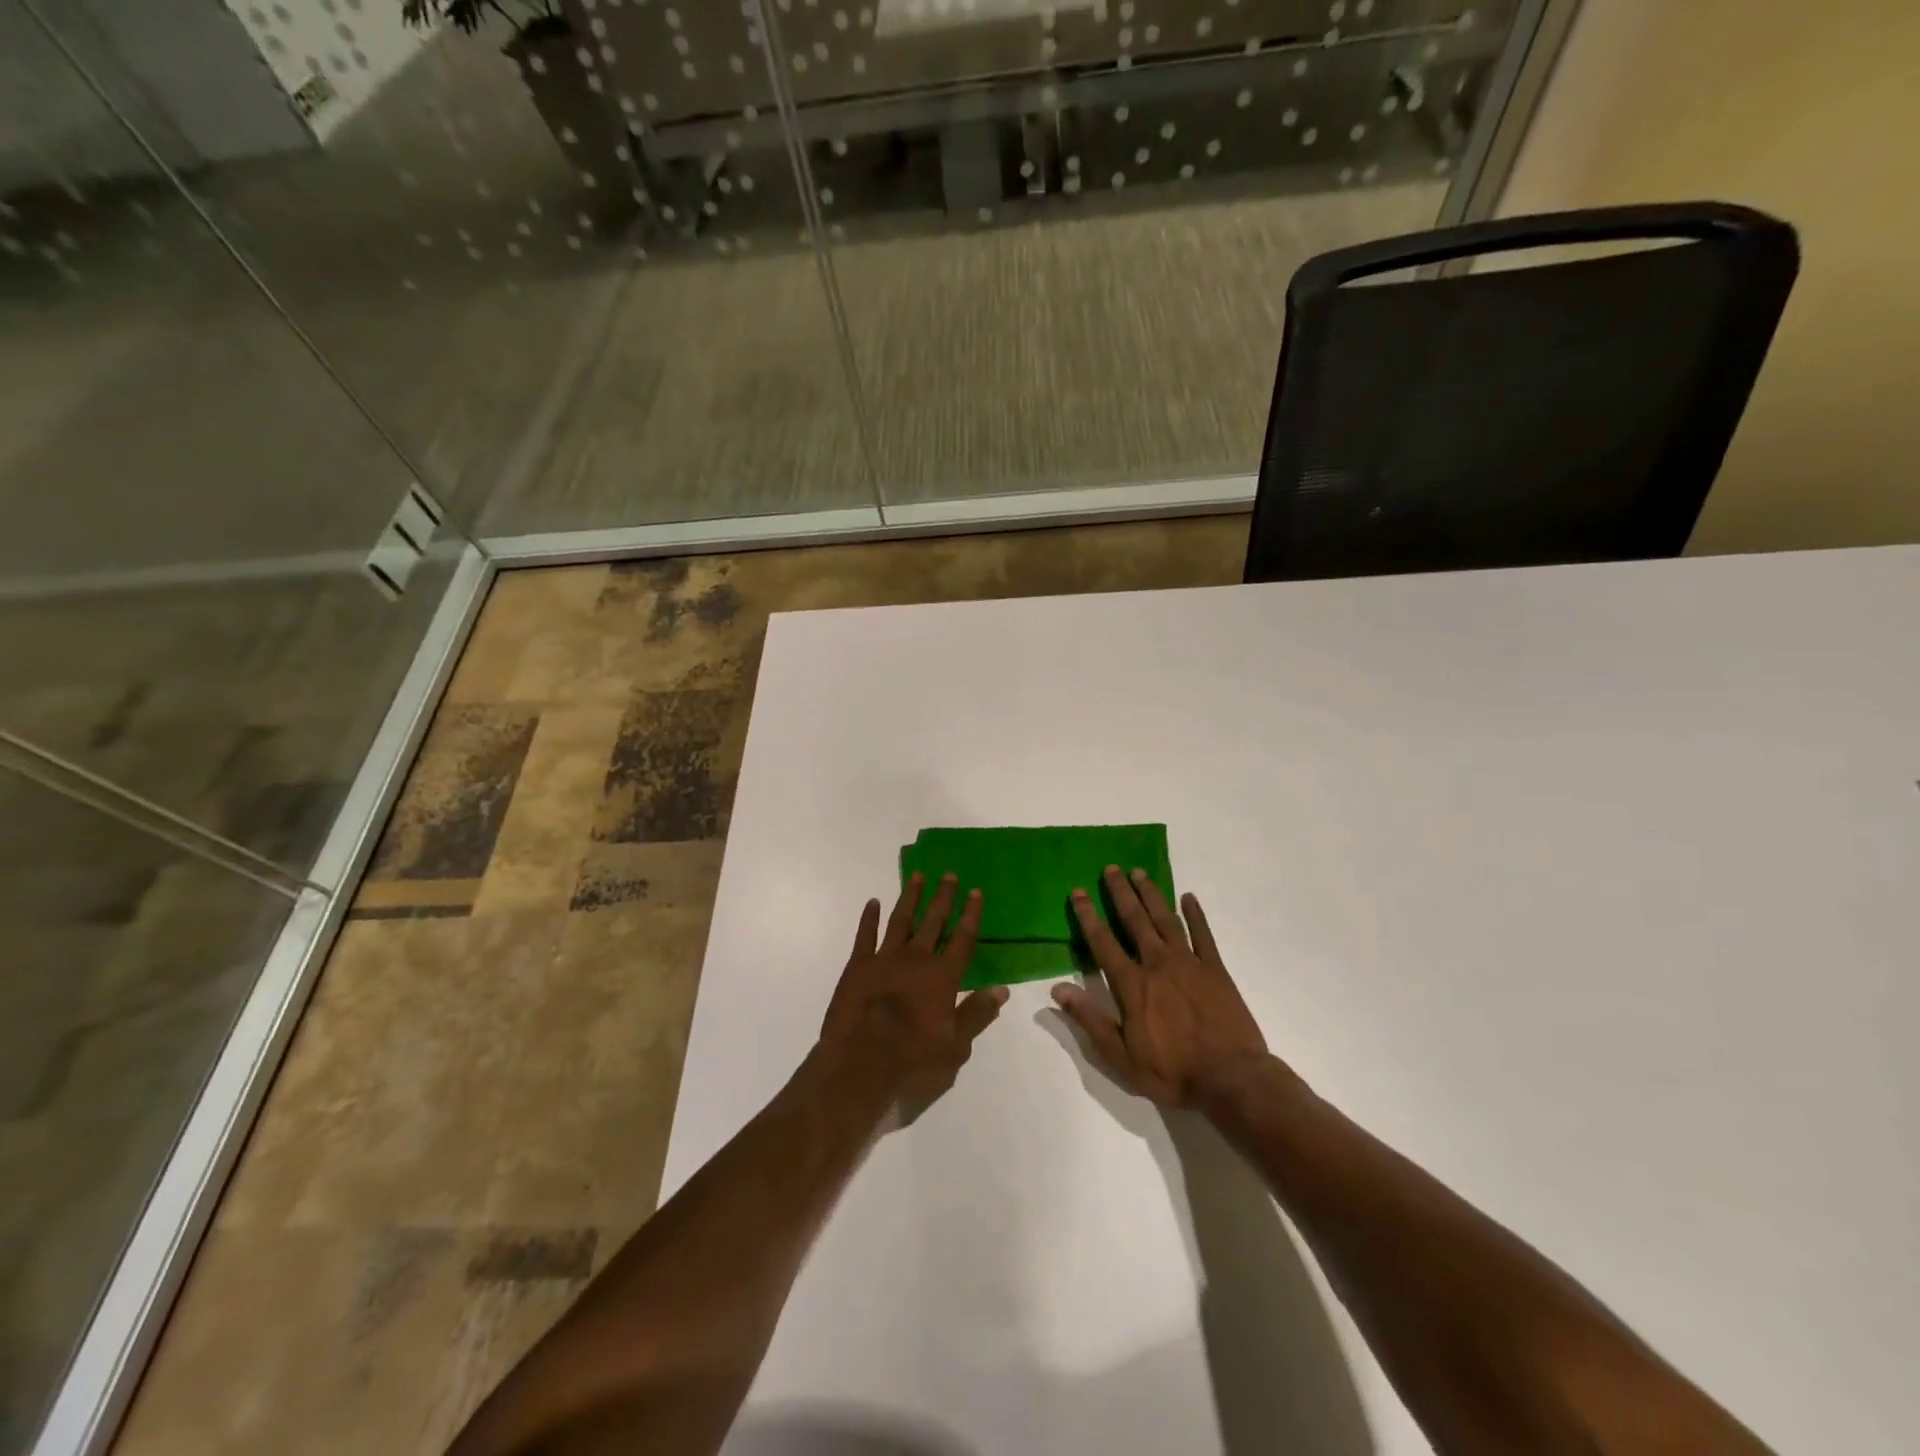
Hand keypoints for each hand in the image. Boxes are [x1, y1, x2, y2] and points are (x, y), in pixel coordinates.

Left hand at [819, 872, 1007, 1115]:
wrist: (860, 1065)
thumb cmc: (913, 1061)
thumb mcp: (955, 1046)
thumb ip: (977, 1014)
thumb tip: (1001, 989)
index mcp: (942, 977)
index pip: (963, 939)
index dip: (971, 915)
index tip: (976, 892)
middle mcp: (916, 959)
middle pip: (933, 922)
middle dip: (943, 898)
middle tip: (949, 874)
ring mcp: (884, 959)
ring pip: (901, 920)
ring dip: (911, 898)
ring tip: (917, 876)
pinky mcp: (857, 967)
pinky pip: (865, 935)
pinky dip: (869, 918)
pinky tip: (873, 902)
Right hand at [1052, 866, 1271, 1108]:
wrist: (1231, 1079)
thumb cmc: (1172, 1072)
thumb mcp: (1120, 1056)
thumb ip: (1089, 1019)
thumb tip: (1058, 988)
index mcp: (1132, 984)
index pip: (1103, 942)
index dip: (1088, 915)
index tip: (1078, 892)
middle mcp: (1157, 963)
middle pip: (1134, 920)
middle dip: (1120, 893)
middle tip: (1111, 868)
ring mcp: (1189, 963)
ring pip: (1165, 920)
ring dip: (1151, 894)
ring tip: (1139, 872)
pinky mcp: (1215, 970)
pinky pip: (1203, 934)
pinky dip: (1195, 914)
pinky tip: (1188, 897)